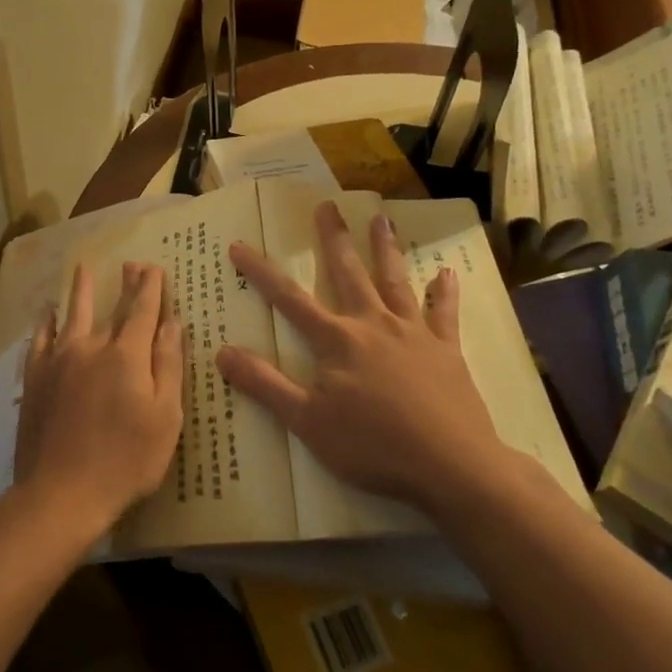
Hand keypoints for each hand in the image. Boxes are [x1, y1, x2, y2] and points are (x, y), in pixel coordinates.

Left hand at [16, 260, 184, 546]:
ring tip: (82, 268)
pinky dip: (44, 323)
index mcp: (127, 355)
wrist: (61, 492)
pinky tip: (45, 313)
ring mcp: (58, 361)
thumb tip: (173, 324)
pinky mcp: (35, 378)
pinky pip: (40, 340)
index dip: (151, 288)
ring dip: (79, 290)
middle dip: (125, 285)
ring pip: (71, 315)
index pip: (143, 311)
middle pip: (111, 308)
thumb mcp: (165, 418)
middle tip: (131, 264)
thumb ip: (168, 366)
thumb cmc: (125, 460)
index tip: (154, 267)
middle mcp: (92, 347)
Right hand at [215, 202, 513, 511]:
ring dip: (385, 249)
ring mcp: (413, 333)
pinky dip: (444, 292)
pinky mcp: (446, 349)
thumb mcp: (307, 422)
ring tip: (381, 219)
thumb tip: (222, 351)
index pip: (289, 299)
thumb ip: (265, 384)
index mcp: (337, 340)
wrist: (450, 466)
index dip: (261, 272)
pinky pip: (444, 313)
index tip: (240, 245)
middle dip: (333, 239)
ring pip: (395, 281)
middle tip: (327, 205)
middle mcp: (373, 324)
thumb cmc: (373, 446)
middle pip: (348, 273)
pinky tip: (447, 272)